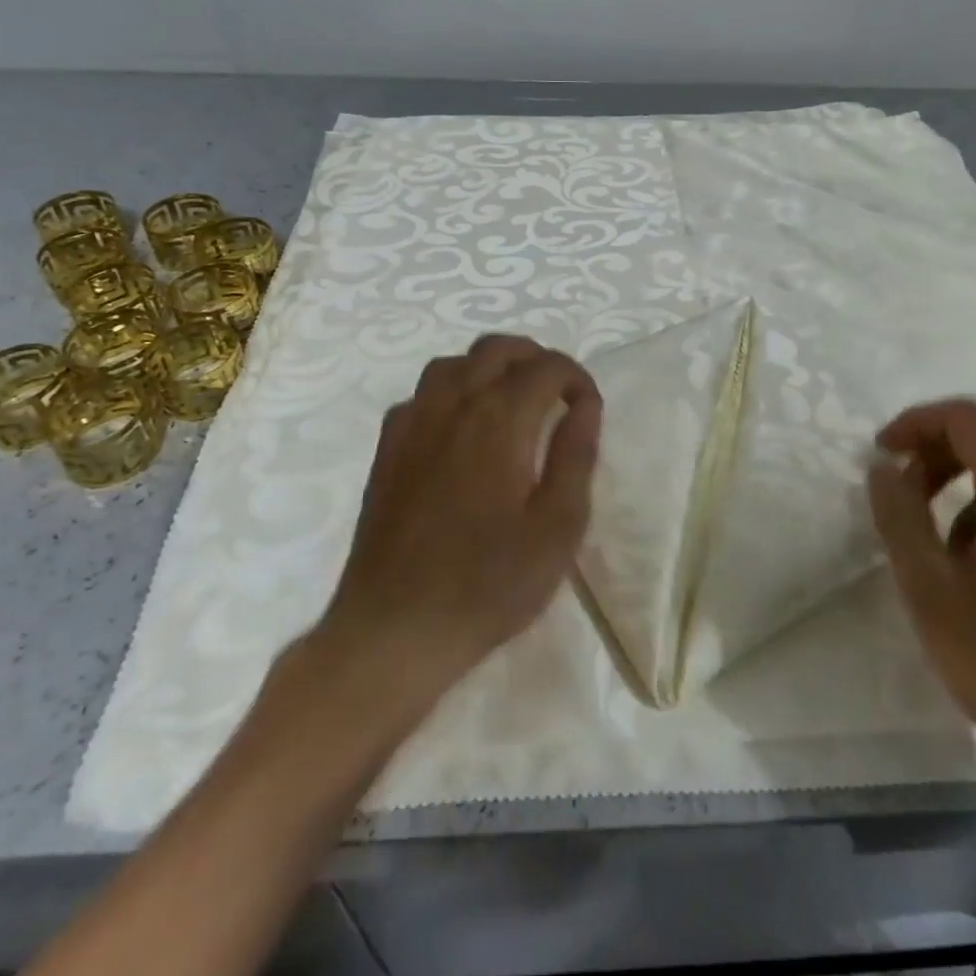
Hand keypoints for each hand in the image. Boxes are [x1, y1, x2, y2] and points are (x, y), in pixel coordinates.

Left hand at [316, 334, 602, 712]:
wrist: (396, 627)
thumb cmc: (489, 582)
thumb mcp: (557, 527)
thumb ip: (575, 455)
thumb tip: (584, 405)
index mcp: (500, 419)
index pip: (546, 367)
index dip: (576, 378)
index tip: (587, 409)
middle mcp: (453, 404)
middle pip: (497, 348)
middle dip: (535, 358)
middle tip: (557, 393)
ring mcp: (413, 422)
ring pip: (454, 362)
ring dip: (491, 366)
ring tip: (512, 400)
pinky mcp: (387, 446)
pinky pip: (422, 392)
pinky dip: (452, 390)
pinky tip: (461, 428)